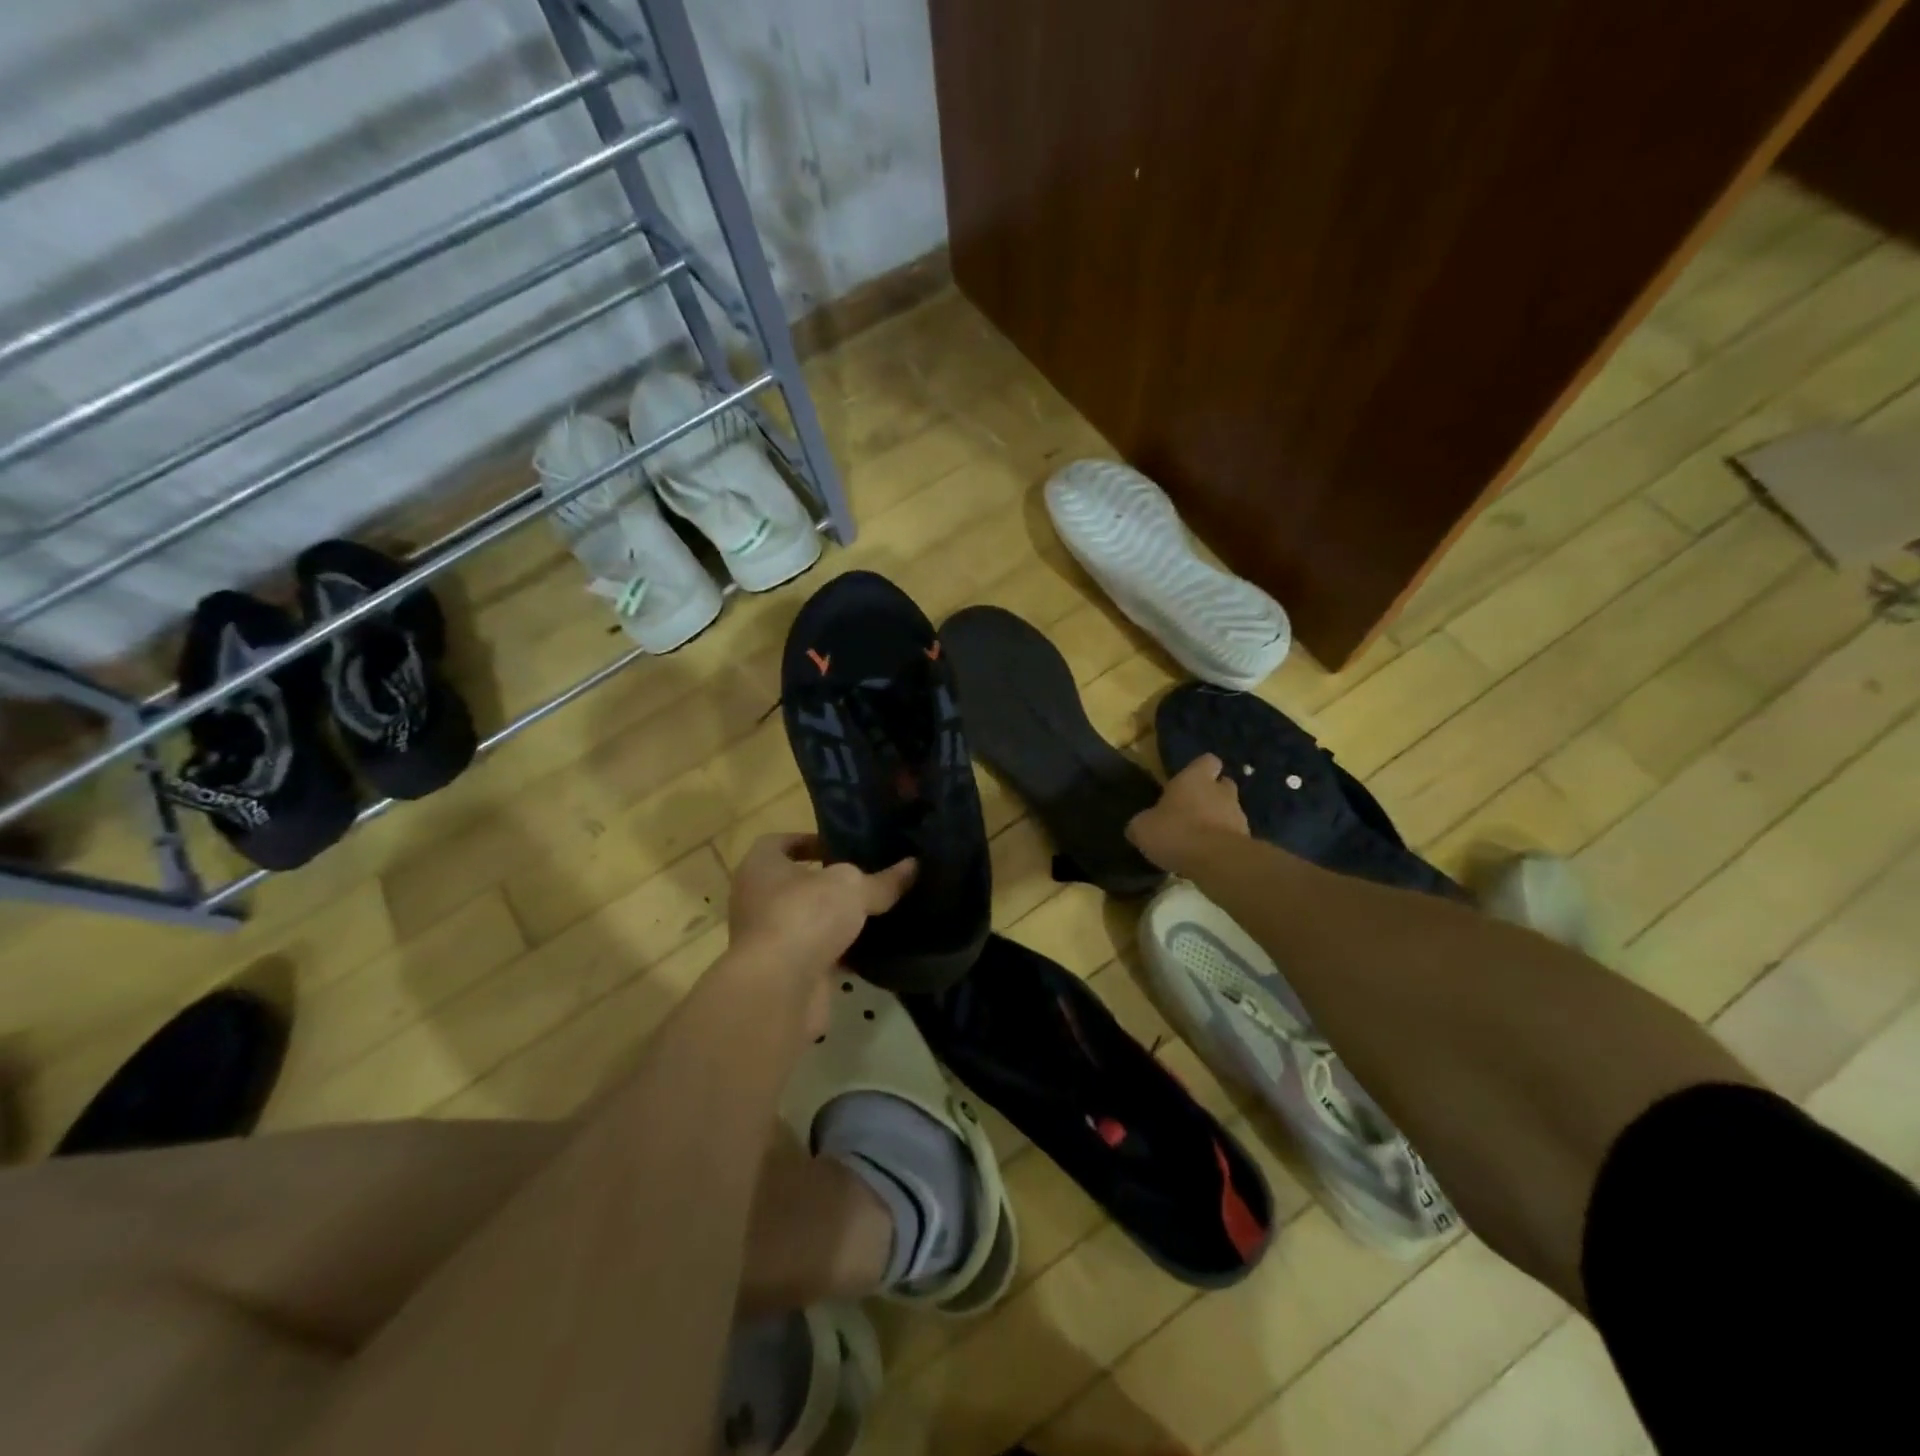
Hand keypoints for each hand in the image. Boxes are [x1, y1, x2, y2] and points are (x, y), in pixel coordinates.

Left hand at [727, 834, 916, 976]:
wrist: (779, 988)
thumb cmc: (805, 916)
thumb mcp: (853, 887)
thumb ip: (883, 880)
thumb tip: (914, 864)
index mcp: (761, 866)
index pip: (780, 843)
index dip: (809, 841)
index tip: (841, 846)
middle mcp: (756, 899)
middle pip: (795, 884)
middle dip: (828, 883)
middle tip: (867, 877)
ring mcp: (768, 939)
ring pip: (807, 921)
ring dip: (835, 920)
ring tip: (876, 911)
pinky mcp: (784, 972)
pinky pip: (817, 954)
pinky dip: (840, 953)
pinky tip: (873, 949)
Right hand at [1127, 754, 1249, 870]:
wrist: (1217, 861)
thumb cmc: (1176, 832)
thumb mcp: (1142, 828)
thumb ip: (1143, 822)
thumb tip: (1139, 826)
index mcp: (1195, 779)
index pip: (1207, 761)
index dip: (1200, 770)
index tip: (1189, 781)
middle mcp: (1221, 791)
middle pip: (1223, 785)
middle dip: (1211, 795)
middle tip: (1193, 811)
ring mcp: (1238, 816)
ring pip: (1229, 812)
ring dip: (1217, 822)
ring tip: (1198, 840)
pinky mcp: (1247, 841)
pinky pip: (1233, 837)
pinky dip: (1222, 844)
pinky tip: (1207, 858)